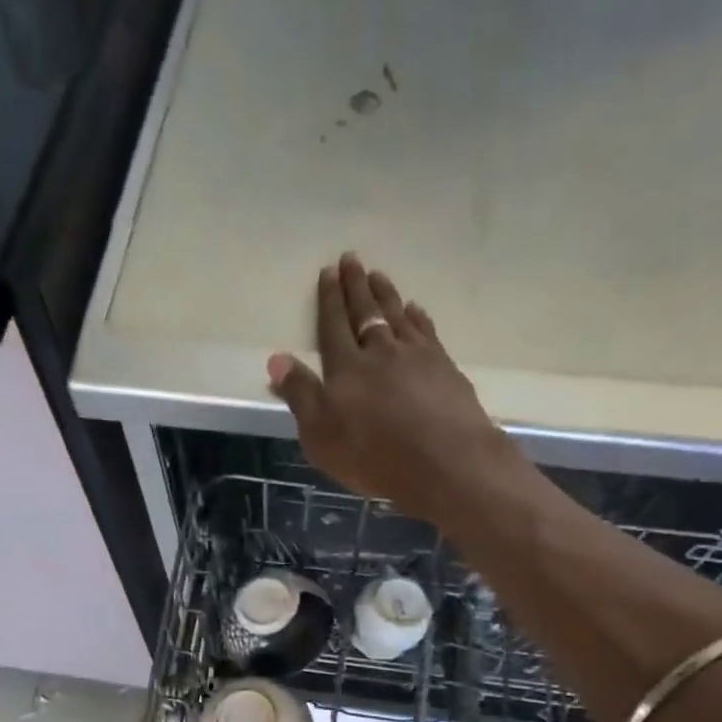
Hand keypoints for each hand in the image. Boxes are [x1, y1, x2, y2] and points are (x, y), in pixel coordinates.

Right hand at [269, 254, 519, 523]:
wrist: (444, 462)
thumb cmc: (374, 455)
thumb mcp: (321, 435)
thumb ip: (300, 395)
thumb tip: (277, 358)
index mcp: (346, 368)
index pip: (333, 326)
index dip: (329, 300)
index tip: (328, 272)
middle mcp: (380, 352)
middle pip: (366, 313)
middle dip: (356, 287)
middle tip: (352, 259)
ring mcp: (417, 357)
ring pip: (397, 316)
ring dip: (386, 295)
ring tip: (378, 276)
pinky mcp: (445, 369)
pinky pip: (426, 332)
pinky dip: (418, 317)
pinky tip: (415, 310)